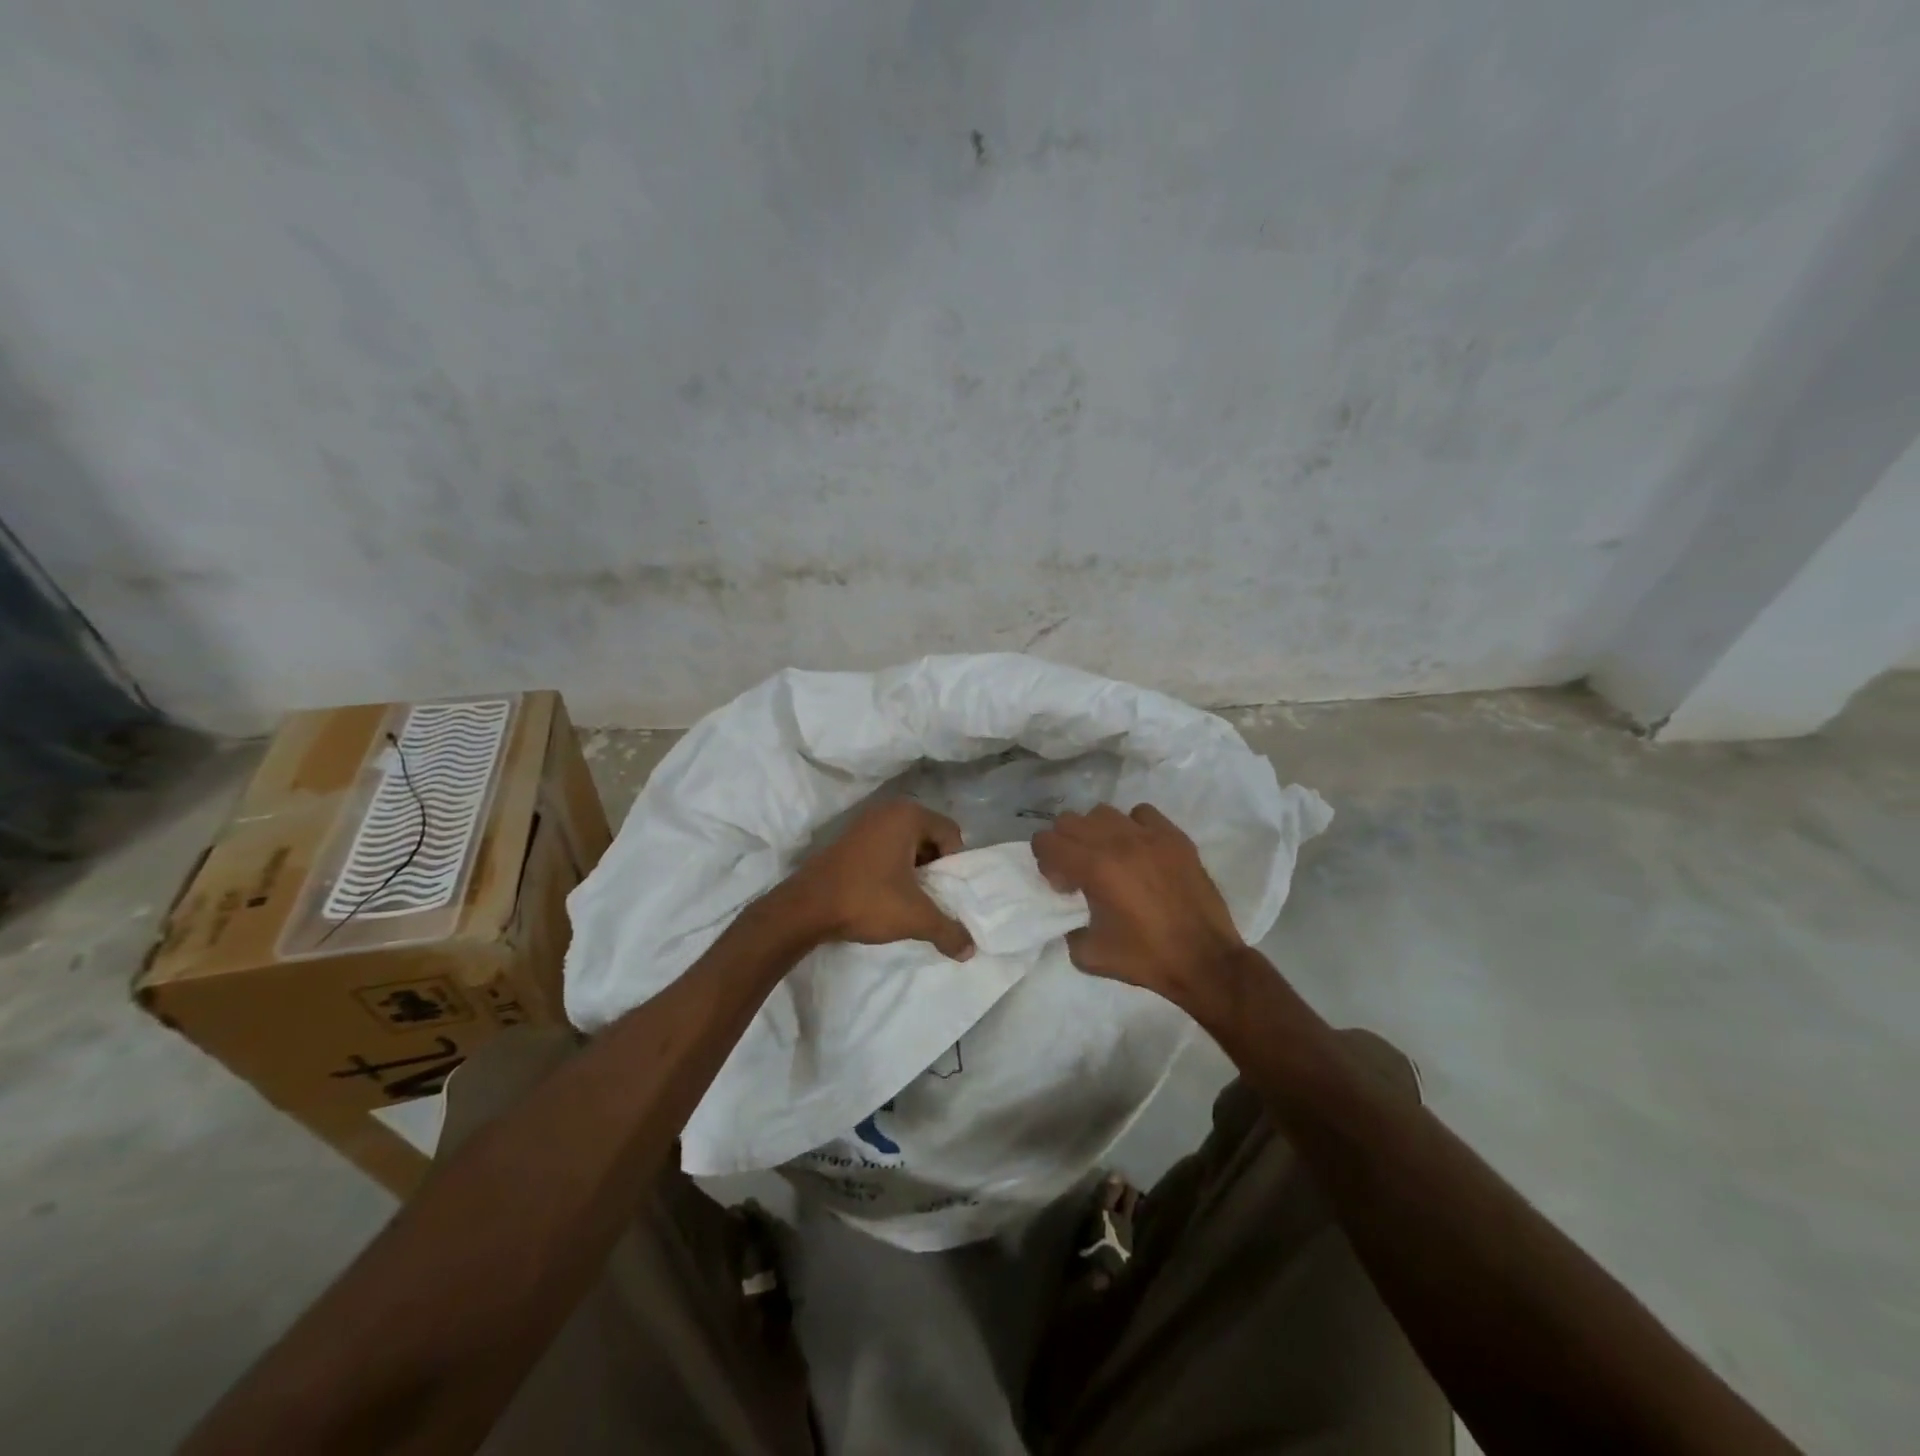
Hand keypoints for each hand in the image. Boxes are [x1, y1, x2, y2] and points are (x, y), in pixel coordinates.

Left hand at [782, 800, 974, 959]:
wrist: (805, 908)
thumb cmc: (867, 900)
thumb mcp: (915, 918)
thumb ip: (948, 931)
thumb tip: (970, 950)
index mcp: (908, 815)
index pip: (951, 833)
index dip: (953, 864)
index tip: (942, 891)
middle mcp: (888, 809)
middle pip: (929, 836)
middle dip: (933, 866)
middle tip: (928, 895)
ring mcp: (864, 821)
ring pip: (906, 843)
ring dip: (912, 868)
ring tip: (906, 897)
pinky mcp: (848, 838)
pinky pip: (884, 846)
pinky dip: (891, 866)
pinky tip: (883, 892)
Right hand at [1032, 803, 1243, 1011]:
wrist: (1204, 961)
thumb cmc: (1146, 959)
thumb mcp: (1088, 955)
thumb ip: (1067, 928)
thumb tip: (1070, 913)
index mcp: (1095, 868)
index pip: (1047, 841)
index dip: (1046, 862)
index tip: (1064, 886)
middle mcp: (1119, 842)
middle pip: (1069, 821)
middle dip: (1064, 845)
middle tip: (1079, 873)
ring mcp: (1150, 836)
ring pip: (1103, 812)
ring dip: (1095, 833)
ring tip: (1108, 859)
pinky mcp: (1175, 837)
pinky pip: (1141, 814)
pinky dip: (1131, 827)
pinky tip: (1138, 851)